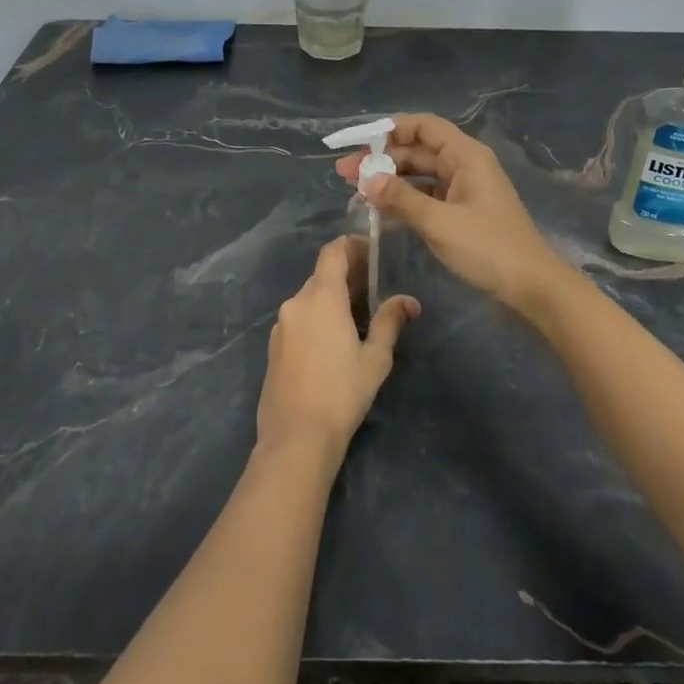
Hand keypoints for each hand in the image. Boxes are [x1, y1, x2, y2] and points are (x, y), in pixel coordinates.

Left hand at [258, 237, 418, 467]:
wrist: (296, 437)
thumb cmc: (342, 392)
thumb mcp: (375, 357)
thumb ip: (390, 322)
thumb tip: (409, 302)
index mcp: (321, 297)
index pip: (333, 252)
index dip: (353, 245)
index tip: (373, 253)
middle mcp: (296, 303)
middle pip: (322, 275)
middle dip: (348, 276)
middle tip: (375, 288)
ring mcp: (281, 325)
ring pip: (310, 298)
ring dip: (332, 299)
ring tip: (359, 317)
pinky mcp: (274, 347)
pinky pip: (299, 319)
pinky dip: (317, 317)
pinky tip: (334, 341)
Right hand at [334, 114, 568, 311]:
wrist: (531, 286)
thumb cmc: (488, 247)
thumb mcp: (439, 222)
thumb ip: (401, 199)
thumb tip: (367, 180)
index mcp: (465, 156)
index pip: (424, 126)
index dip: (391, 129)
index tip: (360, 143)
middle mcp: (465, 165)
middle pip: (418, 151)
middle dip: (382, 160)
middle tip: (345, 174)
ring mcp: (465, 190)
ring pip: (421, 176)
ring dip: (391, 182)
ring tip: (356, 192)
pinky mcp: (463, 213)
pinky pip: (428, 197)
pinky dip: (405, 201)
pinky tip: (381, 212)